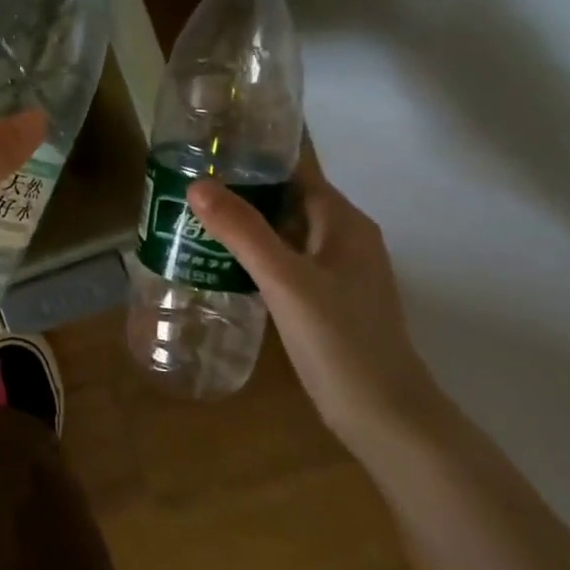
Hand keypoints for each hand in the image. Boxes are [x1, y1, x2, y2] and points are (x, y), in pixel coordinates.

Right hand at [189, 144, 442, 447]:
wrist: (385, 417)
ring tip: (191, 220)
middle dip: (240, 192)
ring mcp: (336, 270)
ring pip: (282, 232)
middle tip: (185, 187)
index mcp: (343, 222)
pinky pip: (284, 261)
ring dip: (244, 226)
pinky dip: (254, 256)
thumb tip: (197, 183)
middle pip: (285, 199)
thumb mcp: (285, 281)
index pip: (294, 171)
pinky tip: (219, 265)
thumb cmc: (340, 341)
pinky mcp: (326, 298)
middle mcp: (343, 238)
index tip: (204, 152)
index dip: (252, 158)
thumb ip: (243, 231)